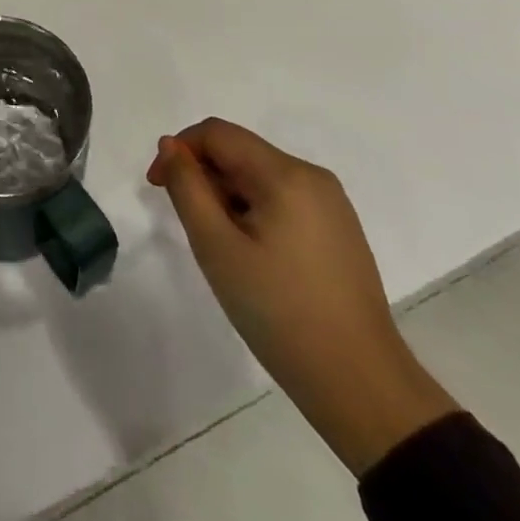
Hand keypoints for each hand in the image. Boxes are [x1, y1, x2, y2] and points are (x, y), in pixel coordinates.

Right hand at [148, 119, 457, 475]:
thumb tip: (171, 145)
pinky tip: (253, 256)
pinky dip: (254, 211)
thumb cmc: (280, 312)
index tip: (157, 188)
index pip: (217, 133)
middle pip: (240, 152)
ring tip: (222, 248)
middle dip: (204, 177)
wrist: (362, 387)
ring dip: (228, 196)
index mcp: (286, 174)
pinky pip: (283, 199)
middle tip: (191, 227)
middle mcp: (312, 176)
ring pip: (260, 176)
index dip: (179, 150)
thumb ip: (187, 187)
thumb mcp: (217, 247)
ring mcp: (331, 204)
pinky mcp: (338, 230)